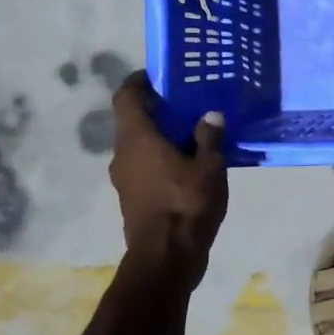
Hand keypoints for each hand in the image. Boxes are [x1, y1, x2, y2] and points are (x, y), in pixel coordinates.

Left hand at [109, 72, 228, 264]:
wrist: (166, 259)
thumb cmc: (186, 205)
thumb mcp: (209, 167)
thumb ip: (209, 138)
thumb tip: (210, 115)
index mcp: (137, 138)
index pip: (126, 96)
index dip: (139, 81)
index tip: (161, 76)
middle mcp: (123, 154)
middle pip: (134, 121)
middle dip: (159, 110)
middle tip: (190, 103)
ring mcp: (124, 179)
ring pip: (140, 146)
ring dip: (161, 137)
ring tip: (195, 134)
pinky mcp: (133, 198)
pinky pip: (145, 166)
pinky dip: (162, 159)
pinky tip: (190, 164)